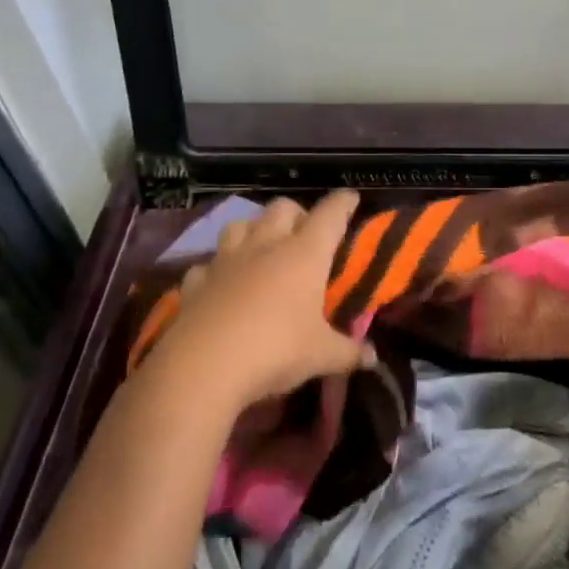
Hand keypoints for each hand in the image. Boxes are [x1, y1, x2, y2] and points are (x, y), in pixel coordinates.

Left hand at [135, 192, 373, 415]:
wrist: (202, 369)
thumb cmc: (275, 350)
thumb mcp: (321, 356)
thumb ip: (348, 352)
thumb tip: (372, 358)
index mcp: (305, 254)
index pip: (330, 213)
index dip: (343, 203)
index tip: (351, 199)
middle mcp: (266, 246)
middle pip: (283, 207)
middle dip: (297, 214)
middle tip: (306, 235)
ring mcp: (226, 261)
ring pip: (240, 224)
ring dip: (254, 230)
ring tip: (261, 249)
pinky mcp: (195, 283)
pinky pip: (207, 265)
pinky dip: (216, 270)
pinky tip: (221, 284)